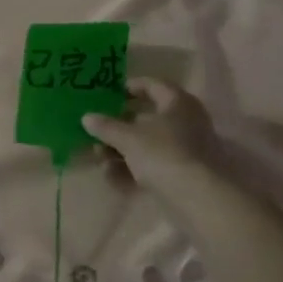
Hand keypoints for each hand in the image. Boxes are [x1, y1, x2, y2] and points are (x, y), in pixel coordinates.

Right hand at [82, 78, 220, 197]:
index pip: (152, 85)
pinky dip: (132, 168)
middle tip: (96, 131)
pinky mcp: (181, 172)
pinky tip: (112, 176)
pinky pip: (152, 164)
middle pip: (146, 118)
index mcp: (177, 102)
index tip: (108, 93)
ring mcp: (184, 148)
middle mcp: (185, 121)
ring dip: (121, 150)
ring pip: (147, 144)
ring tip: (99, 158)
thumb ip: (106, 126)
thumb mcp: (128, 138)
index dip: (129, 87)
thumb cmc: (162, 153)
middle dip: (118, 126)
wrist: (196, 196)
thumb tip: (87, 117)